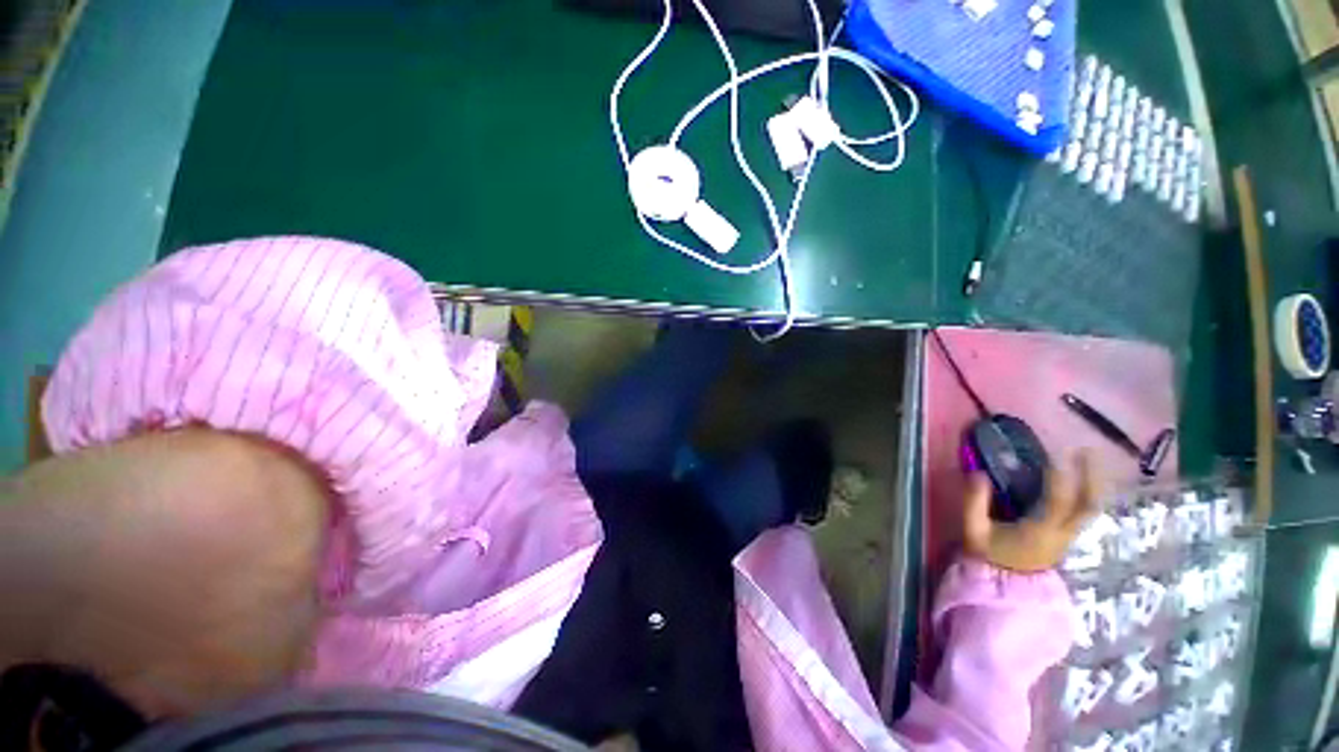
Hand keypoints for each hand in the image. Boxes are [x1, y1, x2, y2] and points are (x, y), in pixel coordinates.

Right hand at [963, 451, 1099, 572]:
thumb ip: (974, 502)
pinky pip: (1085, 511)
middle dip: (1091, 476)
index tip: (1054, 455)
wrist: (1004, 584)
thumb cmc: (988, 555)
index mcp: (1040, 531)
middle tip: (1086, 450)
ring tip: (1090, 459)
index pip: (1057, 502)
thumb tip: (978, 473)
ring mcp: (1068, 535)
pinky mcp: (1067, 535)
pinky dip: (1088, 492)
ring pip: (1092, 508)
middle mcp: (1062, 532)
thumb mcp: (974, 530)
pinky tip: (1084, 480)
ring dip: (1095, 482)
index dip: (1058, 478)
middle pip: (1088, 505)